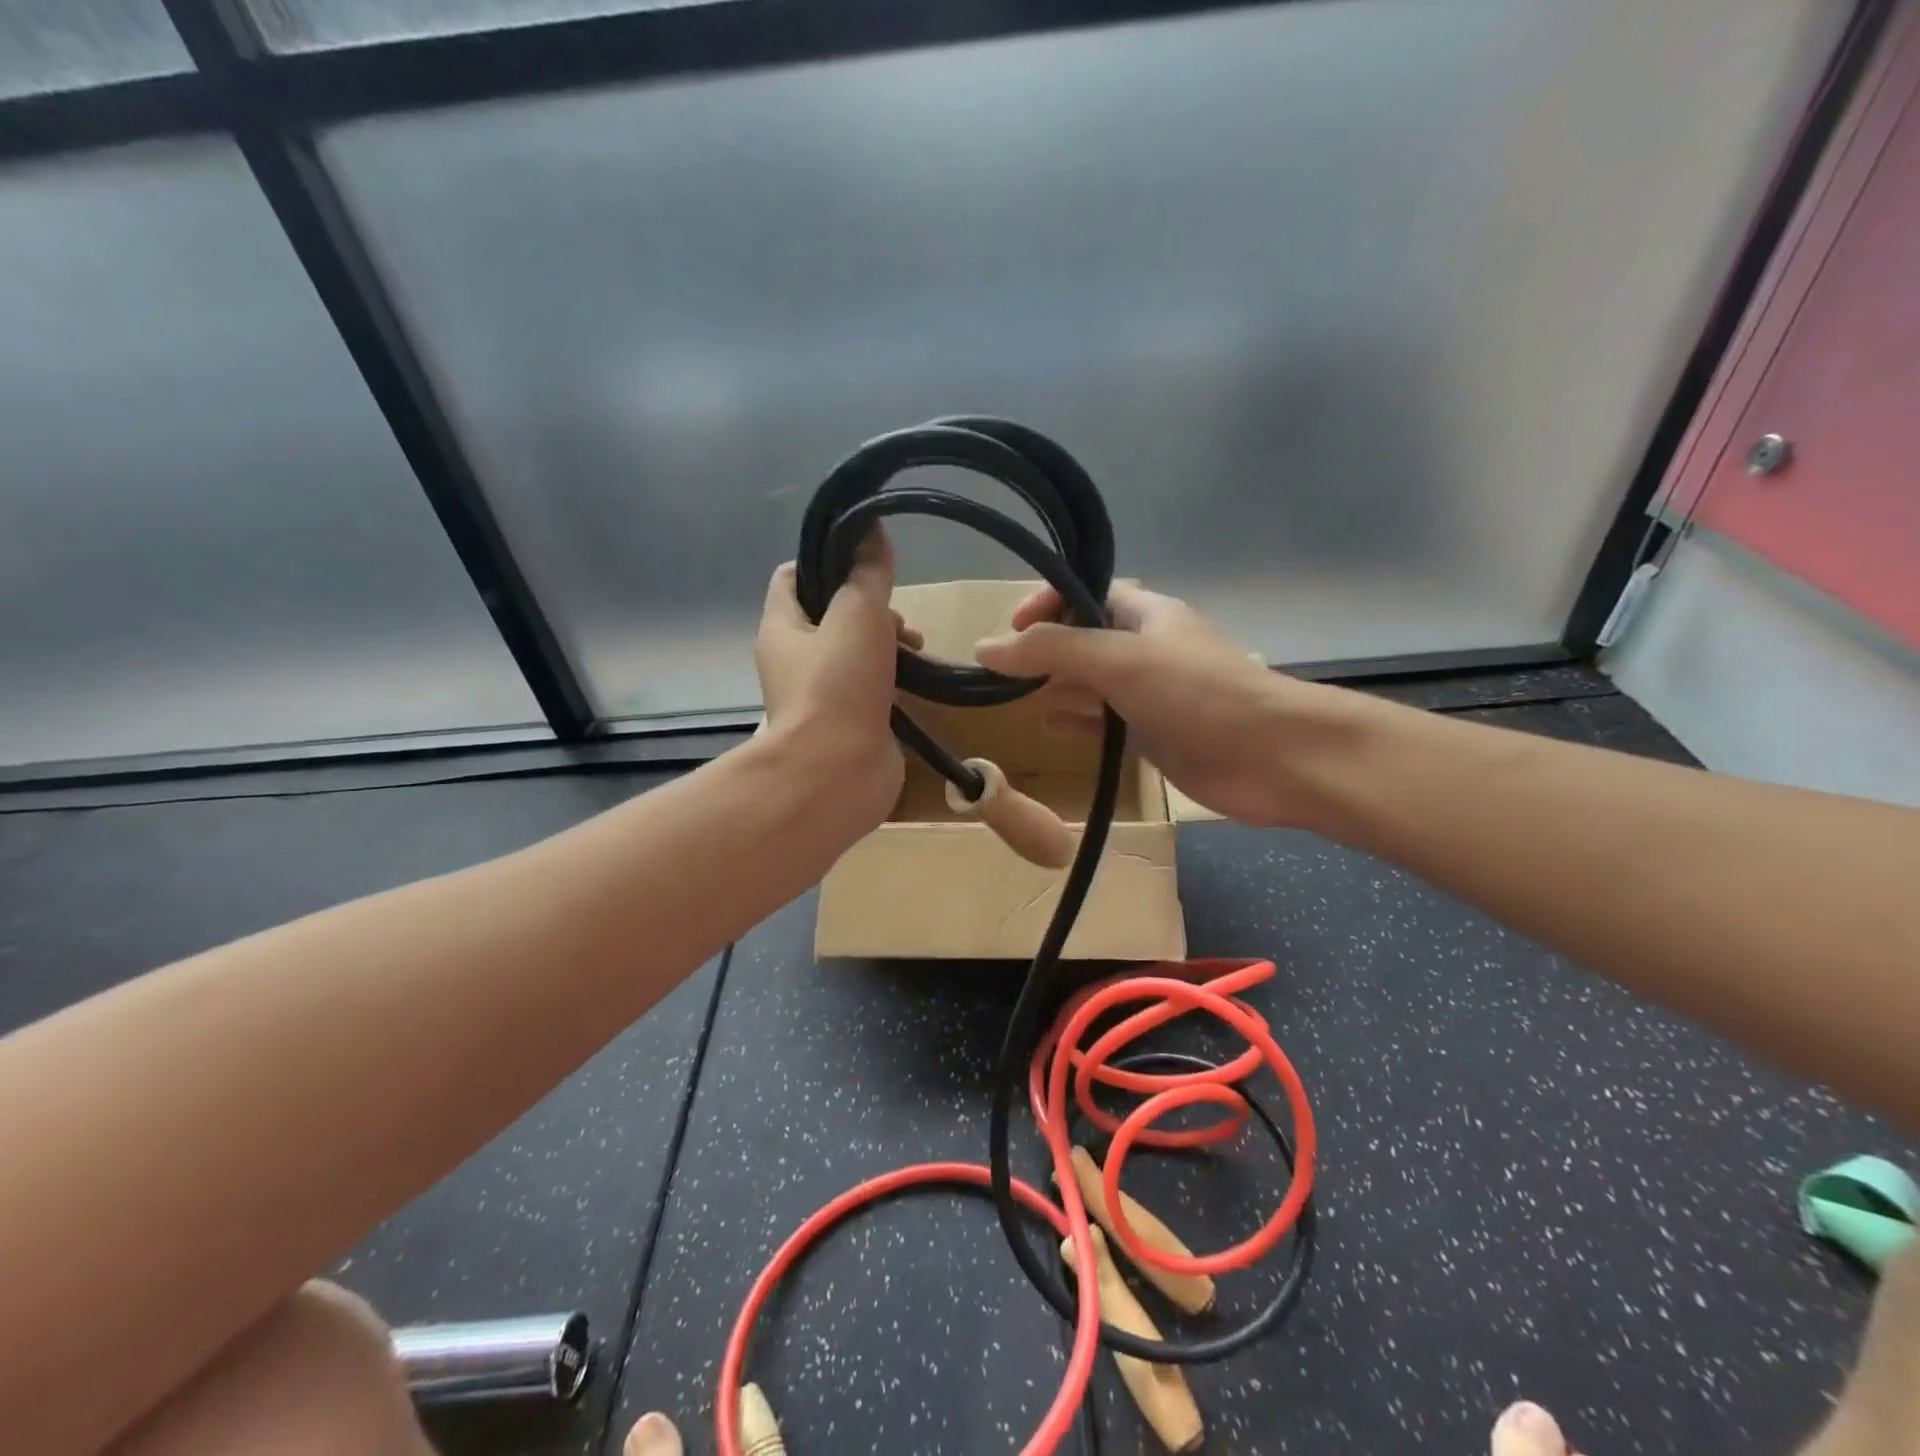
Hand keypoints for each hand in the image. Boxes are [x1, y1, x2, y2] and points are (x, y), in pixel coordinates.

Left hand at [754, 530, 919, 831]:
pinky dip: (893, 677)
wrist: (838, 774)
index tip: (864, 560)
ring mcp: (822, 693)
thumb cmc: (838, 686)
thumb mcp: (857, 613)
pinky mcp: (850, 721)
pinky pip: (872, 685)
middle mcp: (795, 658)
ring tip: (915, 647)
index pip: (794, 577)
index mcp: (782, 627)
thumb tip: (871, 527)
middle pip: (832, 613)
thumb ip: (867, 572)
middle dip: (869, 607)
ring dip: (887, 642)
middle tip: (897, 618)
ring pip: (856, 650)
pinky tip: (917, 679)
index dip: (826, 560)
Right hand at [974, 583, 1357, 828]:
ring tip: (1017, 700)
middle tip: (1004, 673)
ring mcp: (1151, 694)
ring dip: (1058, 688)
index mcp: (1146, 613)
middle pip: (1084, 639)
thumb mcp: (1118, 659)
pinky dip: (1078, 722)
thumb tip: (985, 647)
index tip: (1011, 629)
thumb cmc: (1197, 693)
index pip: (1086, 592)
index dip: (1047, 602)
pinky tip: (1052, 728)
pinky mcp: (1155, 735)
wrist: (1272, 757)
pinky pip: (1106, 722)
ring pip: (1092, 684)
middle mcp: (1146, 648)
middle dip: (1046, 651)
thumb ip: (1051, 651)